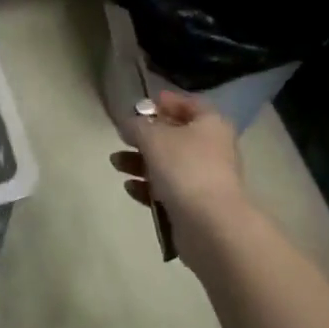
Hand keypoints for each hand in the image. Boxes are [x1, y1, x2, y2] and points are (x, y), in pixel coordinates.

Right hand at [110, 90, 253, 268]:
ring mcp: (205, 179)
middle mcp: (212, 149)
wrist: (210, 225)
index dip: (166, 102)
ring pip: (168, 164)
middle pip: (176, 136)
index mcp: (210, 125)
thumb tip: (129, 123)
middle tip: (123, 136)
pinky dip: (149, 187)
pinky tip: (130, 187)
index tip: (142, 105)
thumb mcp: (153, 137)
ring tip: (116, 163)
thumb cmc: (184, 168)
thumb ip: (136, 125)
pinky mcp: (196, 206)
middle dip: (146, 137)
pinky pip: (168, 190)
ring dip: (140, 162)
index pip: (189, 104)